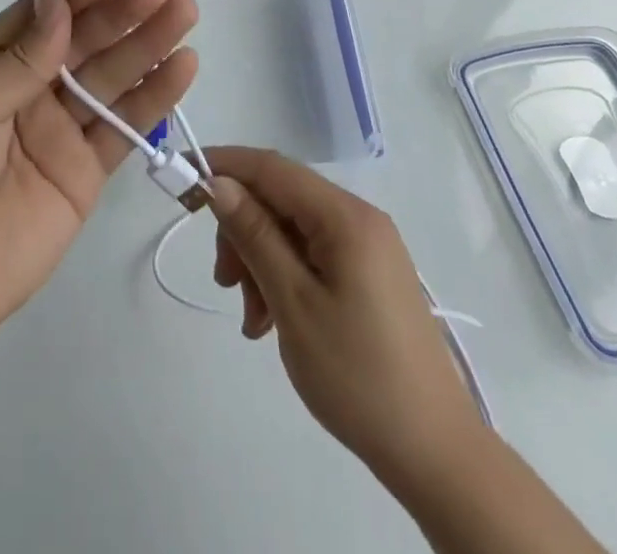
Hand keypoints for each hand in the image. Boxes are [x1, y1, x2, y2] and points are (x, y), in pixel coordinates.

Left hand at [0, 0, 197, 367]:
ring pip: (111, 79)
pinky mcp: (86, 172)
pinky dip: (154, 99)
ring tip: (184, 15)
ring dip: (148, 47)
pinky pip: (124, 129)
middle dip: (121, 15)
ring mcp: (61, 130)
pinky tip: (181, 69)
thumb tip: (60, 4)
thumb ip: (19, 60)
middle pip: (84, 43)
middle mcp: (31, 89)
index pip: (40, 16)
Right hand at [205, 147, 482, 488]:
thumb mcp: (293, 302)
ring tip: (251, 317)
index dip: (223, 164)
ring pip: (291, 229)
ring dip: (259, 261)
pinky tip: (270, 320)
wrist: (434, 452)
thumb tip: (219, 182)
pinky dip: (283, 276)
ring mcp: (366, 246)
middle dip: (242, 230)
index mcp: (345, 216)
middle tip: (223, 281)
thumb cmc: (358, 375)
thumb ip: (254, 234)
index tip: (182, 178)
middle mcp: (358, 218)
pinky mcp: (367, 274)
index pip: (271, 167)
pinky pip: (310, 255)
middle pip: (279, 199)